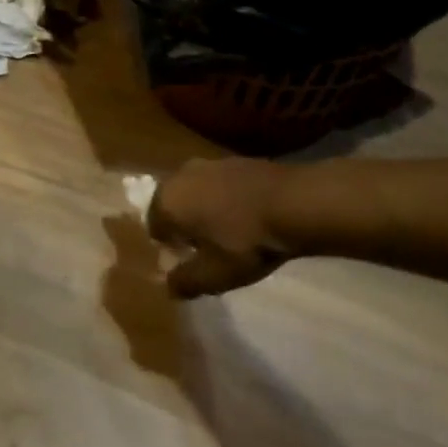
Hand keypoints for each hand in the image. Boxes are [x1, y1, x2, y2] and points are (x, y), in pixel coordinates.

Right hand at [148, 158, 296, 297]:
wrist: (292, 202)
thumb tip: (169, 286)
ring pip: (196, 191)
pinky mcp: (236, 160)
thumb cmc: (244, 241)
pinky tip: (245, 215)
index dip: (169, 247)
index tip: (188, 261)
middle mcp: (181, 175)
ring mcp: (210, 163)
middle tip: (205, 248)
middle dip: (184, 224)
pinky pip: (219, 184)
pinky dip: (225, 198)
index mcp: (167, 201)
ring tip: (227, 232)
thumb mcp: (213, 275)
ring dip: (204, 209)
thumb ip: (185, 282)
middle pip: (173, 204)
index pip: (154, 226)